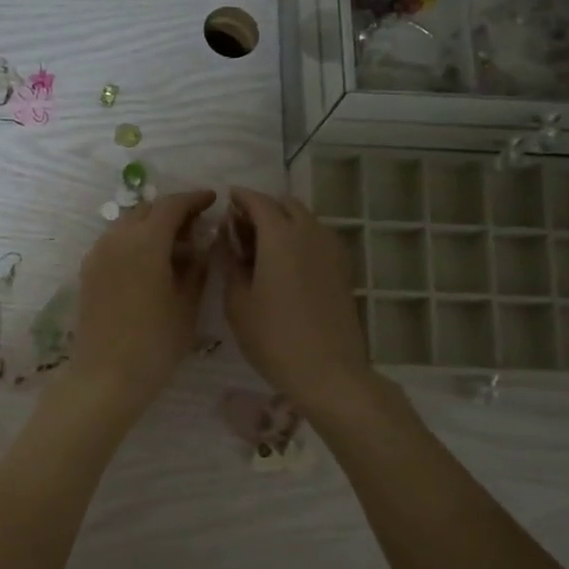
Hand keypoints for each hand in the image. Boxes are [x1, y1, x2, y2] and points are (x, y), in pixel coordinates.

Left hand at [68, 189, 216, 420]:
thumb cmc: (155, 344)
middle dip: (172, 212)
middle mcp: (117, 239)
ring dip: (151, 227)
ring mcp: (97, 255)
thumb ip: (196, 268)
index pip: (172, 206)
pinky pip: (114, 243)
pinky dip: (134, 242)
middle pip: (147, 210)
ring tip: (174, 248)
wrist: (105, 376)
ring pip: (127, 225)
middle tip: (196, 227)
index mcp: (145, 242)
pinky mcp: (88, 272)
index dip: (194, 199)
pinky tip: (150, 264)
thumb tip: (200, 246)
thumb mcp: (186, 305)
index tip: (212, 199)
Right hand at [222, 188, 375, 414]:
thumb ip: (230, 264)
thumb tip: (228, 241)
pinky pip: (317, 238)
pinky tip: (284, 264)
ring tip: (261, 247)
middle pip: (286, 205)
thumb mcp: (238, 303)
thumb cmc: (273, 338)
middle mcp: (310, 233)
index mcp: (280, 236)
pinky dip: (299, 238)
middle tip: (241, 228)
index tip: (226, 201)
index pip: (258, 201)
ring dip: (283, 222)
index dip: (240, 198)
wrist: (328, 370)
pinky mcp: (342, 268)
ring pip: (305, 220)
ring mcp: (331, 250)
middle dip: (263, 208)